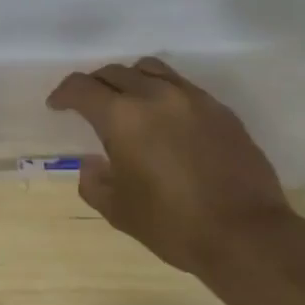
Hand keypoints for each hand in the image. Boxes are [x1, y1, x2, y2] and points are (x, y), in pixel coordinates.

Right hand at [46, 57, 292, 274]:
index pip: (82, 87)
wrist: (247, 235)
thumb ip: (94, 181)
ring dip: (131, 80)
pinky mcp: (220, 109)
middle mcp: (155, 95)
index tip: (57, 106)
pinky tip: (166, 119)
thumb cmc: (173, 225)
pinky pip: (182, 86)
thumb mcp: (118, 211)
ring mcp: (192, 98)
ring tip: (129, 102)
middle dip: (95, 85)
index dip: (64, 94)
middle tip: (90, 105)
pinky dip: (163, 93)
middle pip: (115, 72)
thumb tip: (92, 163)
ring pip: (150, 69)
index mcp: (122, 117)